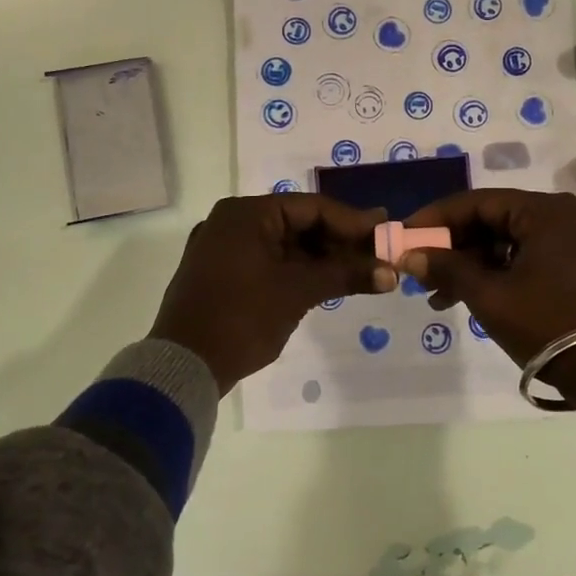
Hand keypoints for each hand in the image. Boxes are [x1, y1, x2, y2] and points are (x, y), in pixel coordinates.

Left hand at [151, 194, 393, 392]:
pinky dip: (298, 270)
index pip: (312, 207)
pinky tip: (328, 282)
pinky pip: (269, 261)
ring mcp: (224, 248)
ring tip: (360, 270)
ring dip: (322, 258)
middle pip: (299, 223)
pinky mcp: (222, 273)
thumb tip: (391, 273)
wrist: (183, 367)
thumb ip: (345, 274)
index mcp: (246, 214)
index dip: (352, 221)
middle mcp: (232, 222)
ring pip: (285, 244)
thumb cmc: (242, 317)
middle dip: (339, 241)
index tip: (385, 231)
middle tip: (377, 253)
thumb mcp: (298, 292)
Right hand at [400, 190, 575, 413]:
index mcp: (544, 211)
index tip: (405, 235)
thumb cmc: (547, 324)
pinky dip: (498, 275)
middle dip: (453, 248)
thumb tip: (409, 255)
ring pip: (508, 244)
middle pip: (493, 222)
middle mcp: (562, 217)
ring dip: (472, 266)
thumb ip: (447, 268)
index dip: (436, 219)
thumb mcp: (489, 295)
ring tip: (439, 297)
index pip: (477, 202)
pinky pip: (528, 259)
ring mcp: (574, 242)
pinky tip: (471, 298)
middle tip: (420, 272)